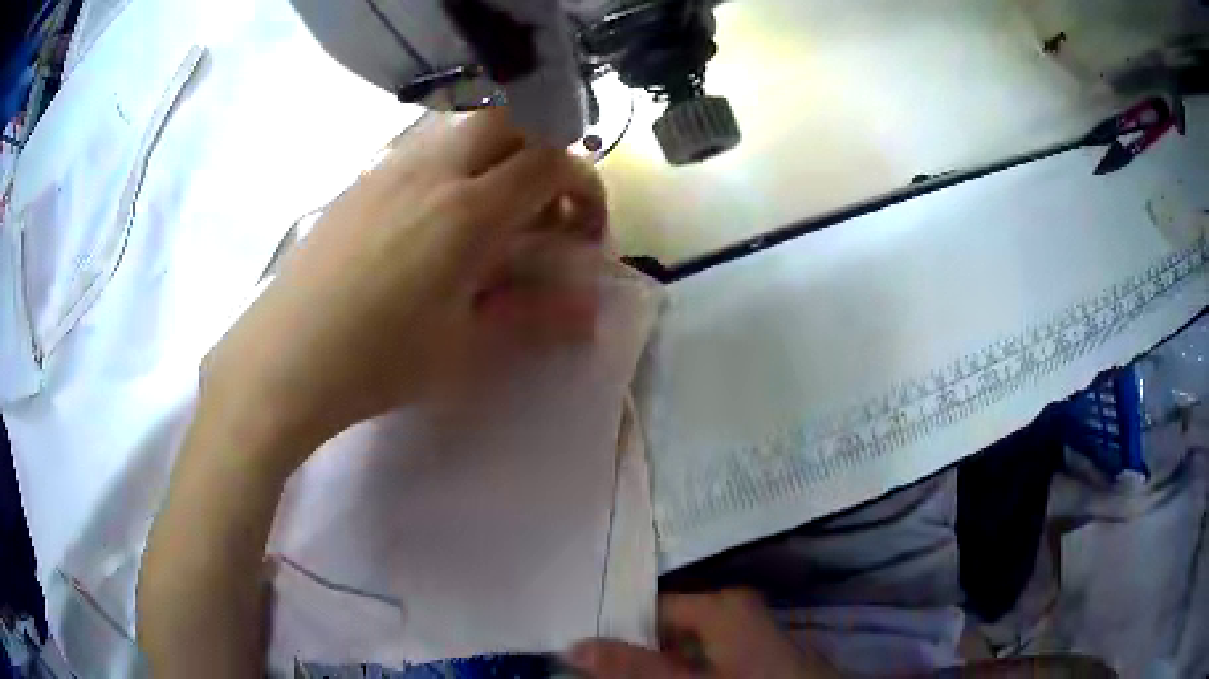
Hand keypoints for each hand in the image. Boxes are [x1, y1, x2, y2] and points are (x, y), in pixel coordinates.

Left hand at [200, 109, 607, 473]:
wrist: (284, 360)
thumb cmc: (376, 362)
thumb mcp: (463, 348)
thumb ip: (533, 317)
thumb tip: (589, 313)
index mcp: (467, 211)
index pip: (551, 161)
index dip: (583, 187)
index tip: (582, 231)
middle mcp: (432, 170)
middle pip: (511, 120)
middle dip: (542, 153)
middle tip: (539, 208)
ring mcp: (389, 168)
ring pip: (464, 127)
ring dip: (495, 154)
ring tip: (488, 213)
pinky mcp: (360, 180)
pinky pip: (422, 148)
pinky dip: (452, 164)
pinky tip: (433, 222)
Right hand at [566, 591, 835, 678]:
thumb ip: (633, 667)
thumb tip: (575, 645)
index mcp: (719, 605)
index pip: (648, 606)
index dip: (614, 629)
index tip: (582, 651)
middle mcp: (731, 608)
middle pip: (664, 625)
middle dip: (633, 650)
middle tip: (597, 669)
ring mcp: (744, 629)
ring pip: (682, 643)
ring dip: (655, 661)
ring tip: (624, 674)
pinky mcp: (751, 650)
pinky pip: (703, 654)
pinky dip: (680, 666)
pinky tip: (666, 676)